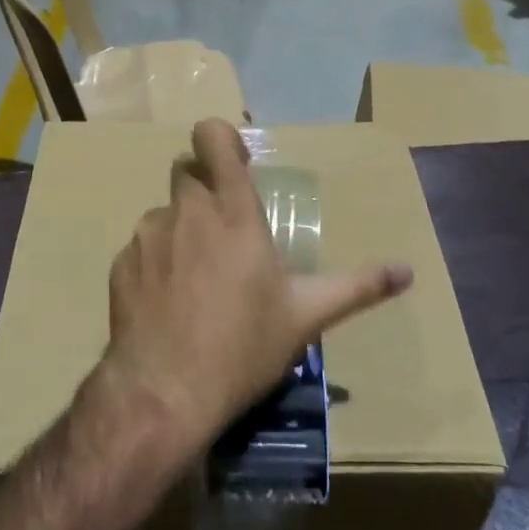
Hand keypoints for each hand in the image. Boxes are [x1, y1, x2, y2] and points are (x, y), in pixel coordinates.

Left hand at [101, 118, 411, 457]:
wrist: (164, 392)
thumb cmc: (243, 347)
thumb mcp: (306, 316)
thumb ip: (358, 286)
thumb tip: (407, 271)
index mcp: (232, 213)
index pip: (212, 137)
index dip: (221, 139)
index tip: (237, 165)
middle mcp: (186, 212)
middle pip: (186, 170)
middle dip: (204, 187)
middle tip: (224, 229)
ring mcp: (147, 236)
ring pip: (164, 213)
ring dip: (181, 230)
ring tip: (197, 278)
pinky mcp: (121, 264)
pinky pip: (142, 249)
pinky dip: (156, 263)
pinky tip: (168, 304)